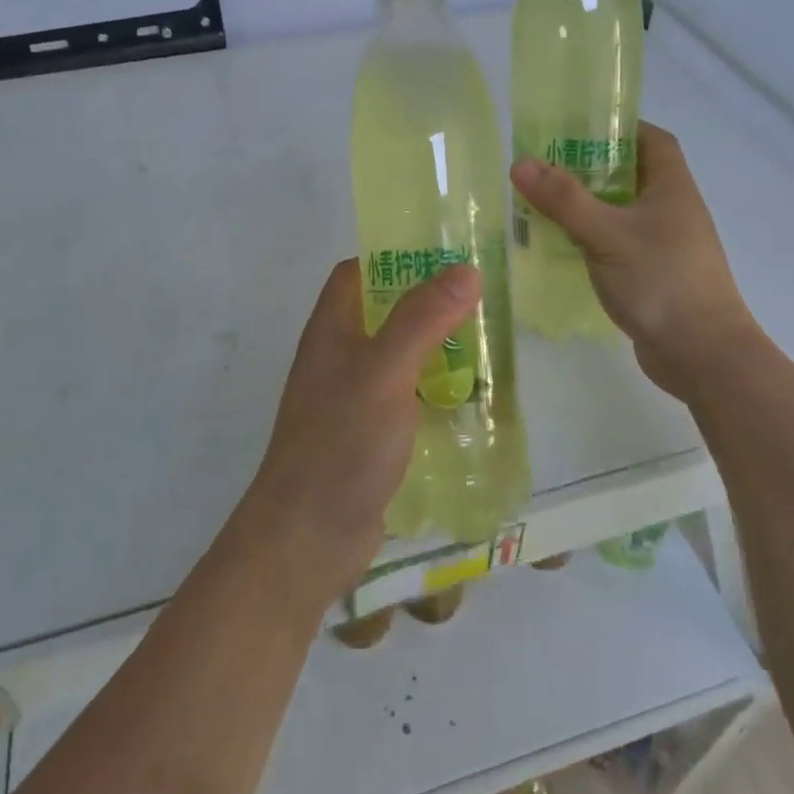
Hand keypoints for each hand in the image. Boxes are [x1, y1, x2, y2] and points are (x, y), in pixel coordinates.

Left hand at [246, 258, 479, 587]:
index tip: (443, 256)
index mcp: (332, 329)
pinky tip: (469, 402)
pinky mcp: (367, 436)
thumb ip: (422, 319)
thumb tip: (464, 269)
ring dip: (434, 349)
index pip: (356, 273)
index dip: (393, 257)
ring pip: (397, 358)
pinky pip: (404, 399)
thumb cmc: (342, 441)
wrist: (307, 537)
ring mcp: (351, 398)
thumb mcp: (385, 370)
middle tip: (479, 301)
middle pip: (382, 312)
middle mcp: (337, 357)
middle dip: (426, 304)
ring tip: (486, 345)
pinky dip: (432, 392)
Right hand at [511, 122, 752, 394]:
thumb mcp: (606, 234)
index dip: (620, 127)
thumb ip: (564, 199)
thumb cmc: (661, 281)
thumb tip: (520, 162)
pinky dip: (593, 238)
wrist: (703, 354)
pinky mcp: (654, 274)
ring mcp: (665, 245)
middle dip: (591, 167)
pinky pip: (619, 244)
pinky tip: (562, 246)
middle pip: (632, 174)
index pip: (652, 139)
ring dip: (588, 205)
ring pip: (622, 211)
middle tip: (546, 166)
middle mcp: (672, 210)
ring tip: (544, 203)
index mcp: (671, 188)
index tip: (578, 128)